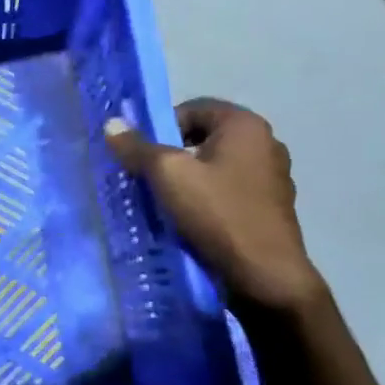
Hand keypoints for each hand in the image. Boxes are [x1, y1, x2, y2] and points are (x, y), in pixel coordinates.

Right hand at [106, 99, 323, 310]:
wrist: (264, 275)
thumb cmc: (216, 213)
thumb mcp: (166, 175)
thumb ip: (137, 147)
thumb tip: (112, 123)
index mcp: (245, 125)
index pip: (192, 109)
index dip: (161, 128)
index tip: (144, 157)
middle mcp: (266, 143)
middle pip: (203, 138)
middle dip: (172, 156)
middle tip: (150, 180)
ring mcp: (273, 176)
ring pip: (215, 166)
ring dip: (189, 179)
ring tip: (167, 203)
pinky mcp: (271, 206)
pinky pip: (229, 191)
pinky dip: (208, 199)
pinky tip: (192, 221)